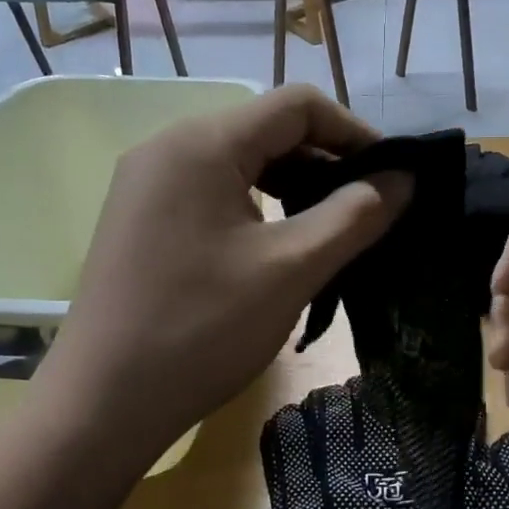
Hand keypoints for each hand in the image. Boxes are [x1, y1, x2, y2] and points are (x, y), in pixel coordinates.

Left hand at [36, 86, 409, 472]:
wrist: (104, 403)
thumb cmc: (203, 330)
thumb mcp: (292, 269)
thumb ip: (355, 215)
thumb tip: (404, 179)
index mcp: (202, 143)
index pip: (297, 105)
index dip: (355, 132)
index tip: (394, 176)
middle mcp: (168, 147)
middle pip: (266, 129)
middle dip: (326, 161)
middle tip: (369, 209)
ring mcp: (147, 184)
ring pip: (240, 163)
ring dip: (293, 185)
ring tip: (332, 229)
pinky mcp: (142, 219)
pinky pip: (212, 192)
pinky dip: (257, 206)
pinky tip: (279, 246)